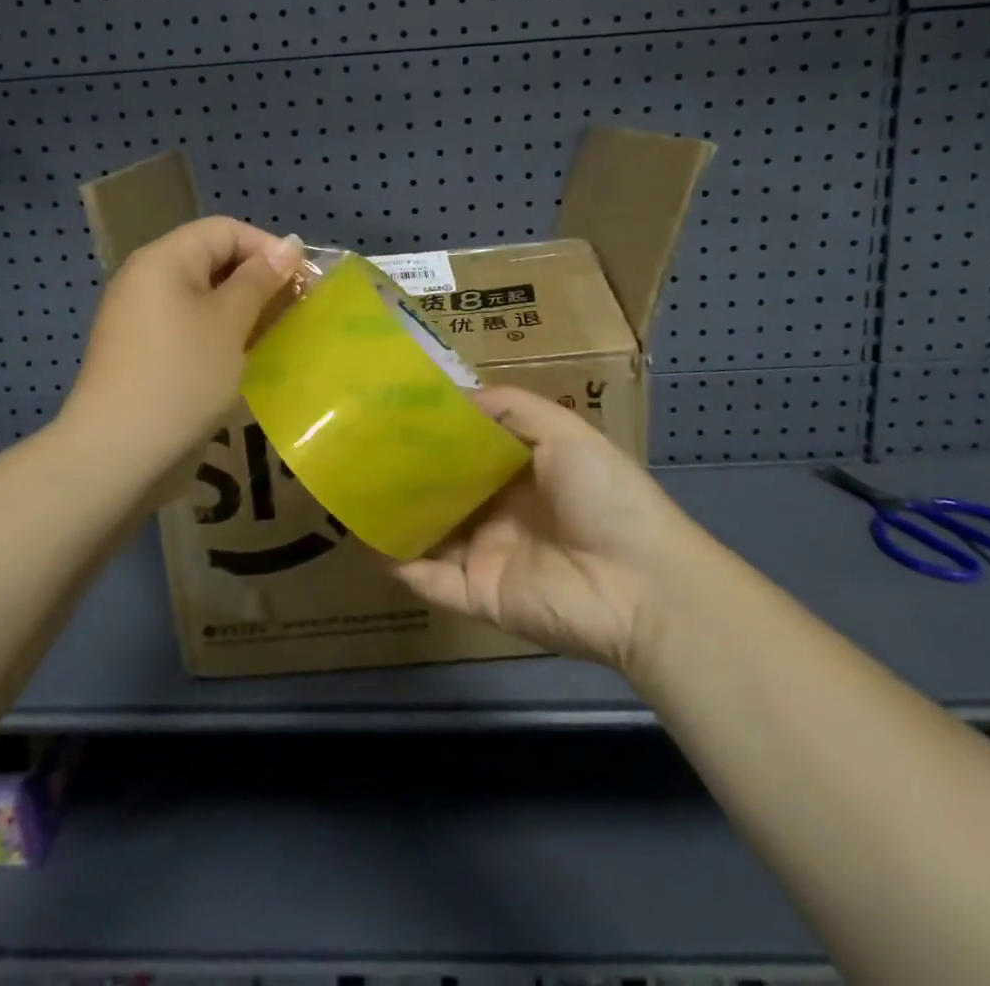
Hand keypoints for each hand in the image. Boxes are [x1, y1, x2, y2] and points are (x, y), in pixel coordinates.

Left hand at [68, 217, 302, 473]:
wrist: (119, 451)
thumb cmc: (182, 375)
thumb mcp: (229, 322)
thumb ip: (260, 279)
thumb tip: (290, 245)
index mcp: (164, 259)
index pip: (224, 230)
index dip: (268, 247)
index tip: (302, 280)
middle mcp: (148, 278)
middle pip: (213, 258)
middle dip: (258, 278)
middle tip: (296, 307)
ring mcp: (142, 316)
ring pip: (204, 294)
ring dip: (244, 307)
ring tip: (278, 331)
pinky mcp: (145, 349)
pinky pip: (191, 323)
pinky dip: (222, 329)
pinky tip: (246, 353)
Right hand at [385, 387, 691, 672]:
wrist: (642, 584)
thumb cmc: (606, 495)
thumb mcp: (565, 431)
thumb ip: (512, 408)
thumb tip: (455, 395)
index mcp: (522, 472)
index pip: (468, 449)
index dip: (435, 431)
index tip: (394, 408)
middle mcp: (499, 511)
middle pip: (443, 490)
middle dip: (407, 471)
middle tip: (357, 444)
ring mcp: (486, 555)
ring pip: (428, 532)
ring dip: (394, 513)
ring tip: (347, 486)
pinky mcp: (477, 595)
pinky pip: (428, 579)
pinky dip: (396, 562)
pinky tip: (362, 537)